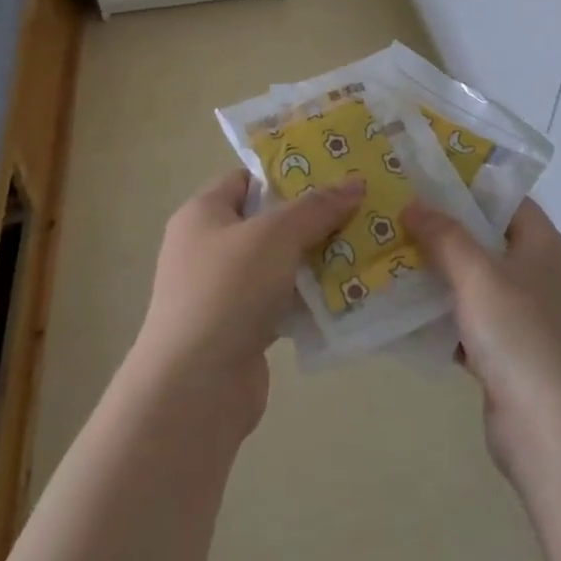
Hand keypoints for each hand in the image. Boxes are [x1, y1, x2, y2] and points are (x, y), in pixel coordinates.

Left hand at [131, 169, 364, 427]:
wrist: (195, 388)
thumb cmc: (227, 290)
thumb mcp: (276, 235)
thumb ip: (317, 207)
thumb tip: (355, 182)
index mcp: (203, 214)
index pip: (247, 179)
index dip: (287, 173)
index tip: (333, 172)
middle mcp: (208, 248)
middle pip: (267, 221)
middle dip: (312, 217)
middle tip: (360, 208)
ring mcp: (224, 291)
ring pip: (279, 263)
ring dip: (316, 259)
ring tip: (365, 245)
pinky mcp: (241, 329)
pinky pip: (282, 302)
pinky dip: (310, 298)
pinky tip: (348, 292)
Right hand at [404, 197, 560, 480]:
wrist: (557, 434)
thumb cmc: (523, 338)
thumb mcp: (480, 276)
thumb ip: (446, 237)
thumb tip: (415, 203)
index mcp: (543, 246)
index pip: (505, 200)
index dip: (467, 186)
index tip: (421, 179)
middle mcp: (536, 276)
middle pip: (485, 241)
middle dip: (441, 231)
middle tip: (393, 217)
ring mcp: (522, 320)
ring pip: (472, 285)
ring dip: (434, 275)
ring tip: (386, 257)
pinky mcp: (505, 358)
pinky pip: (465, 325)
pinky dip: (437, 319)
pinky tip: (398, 313)